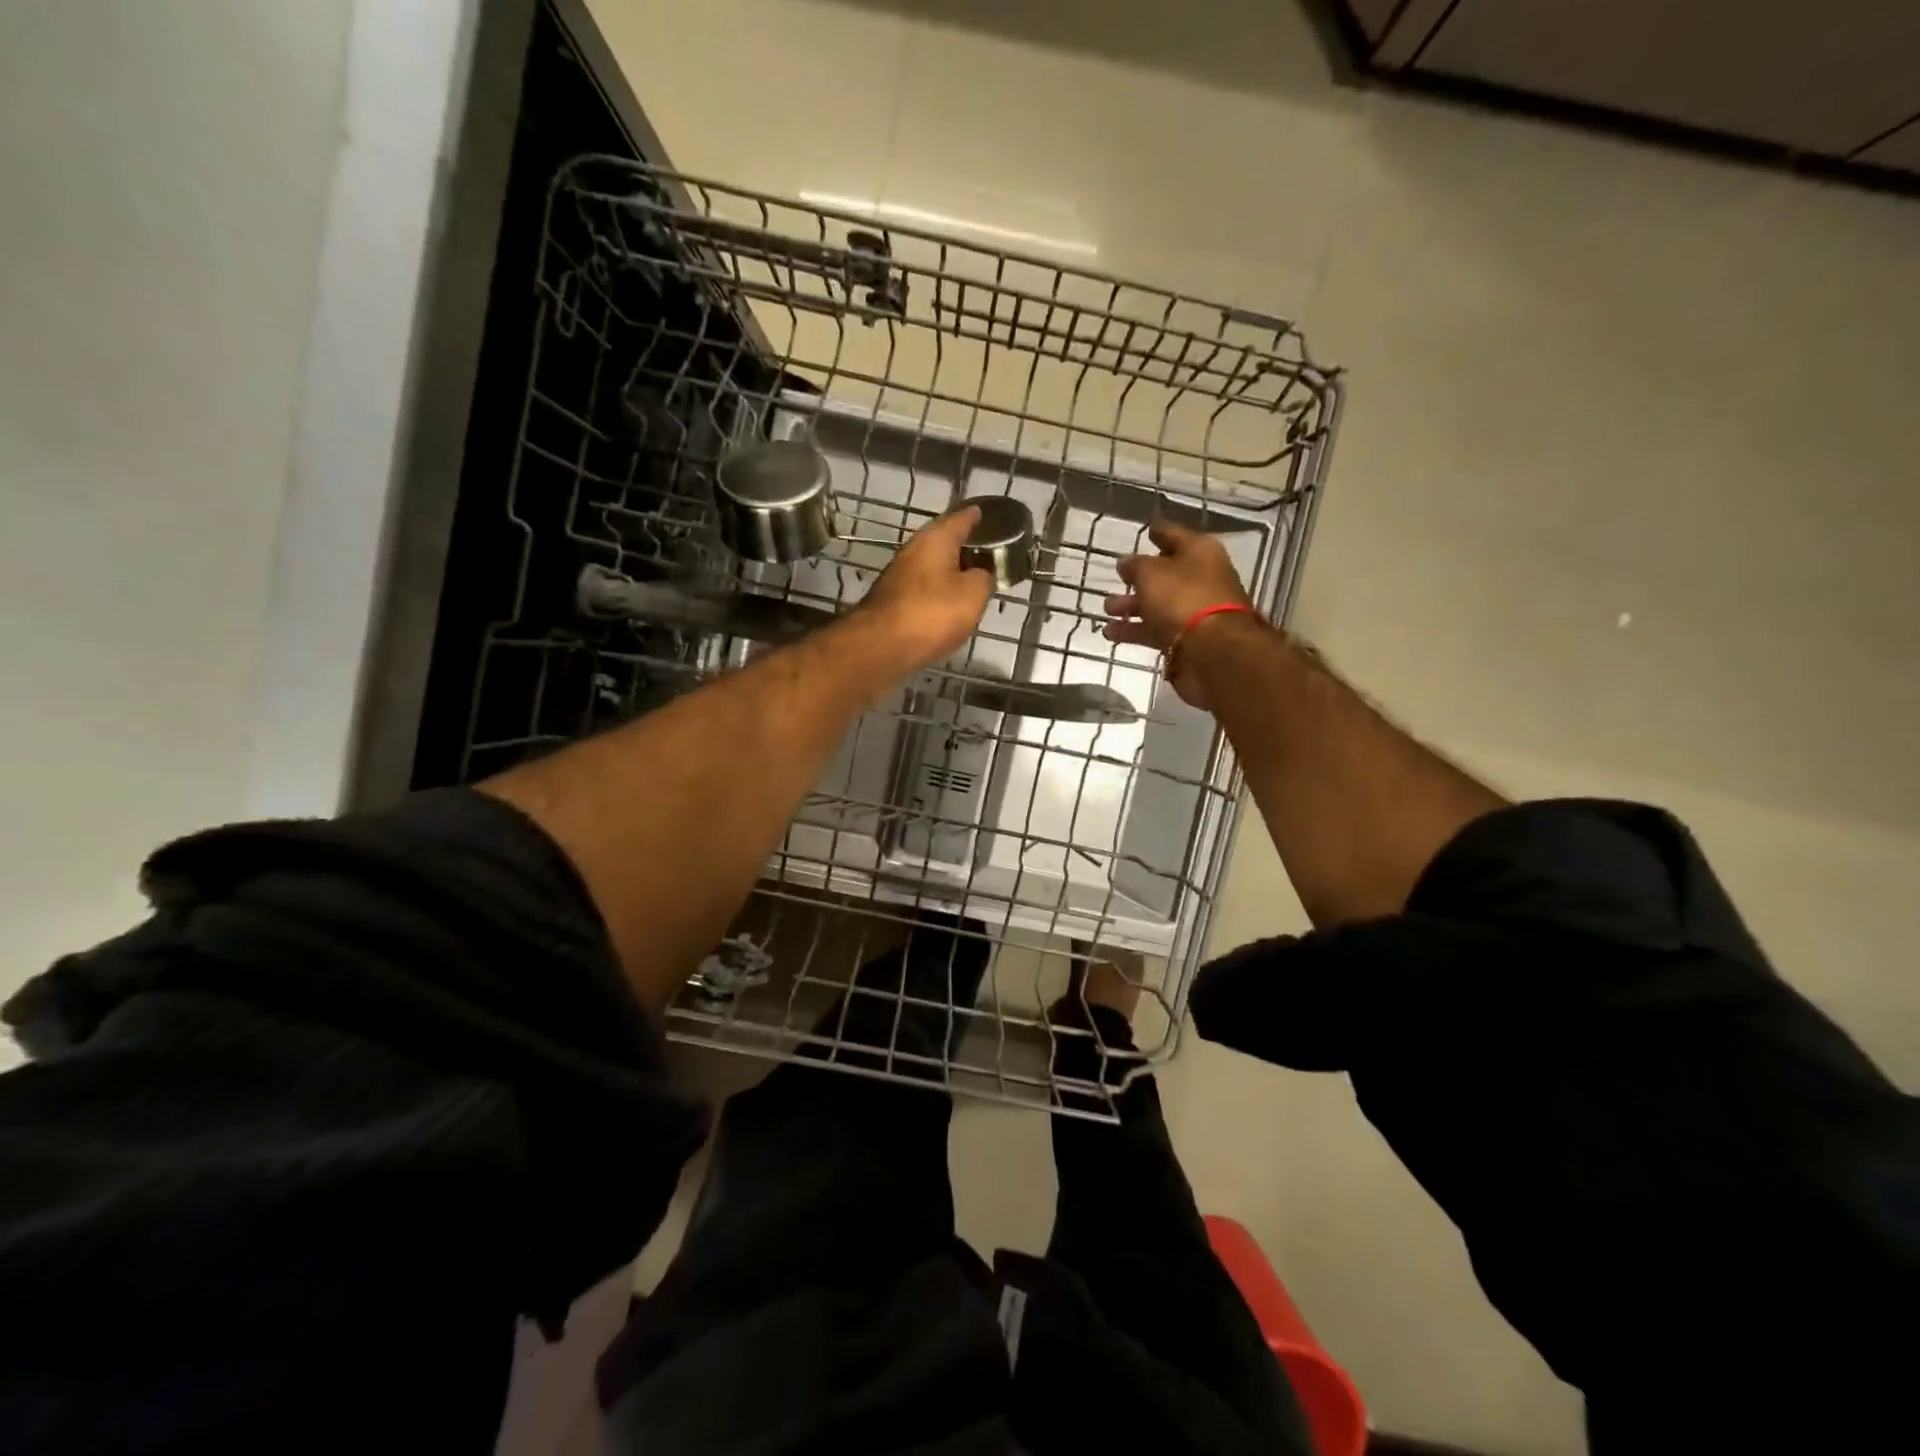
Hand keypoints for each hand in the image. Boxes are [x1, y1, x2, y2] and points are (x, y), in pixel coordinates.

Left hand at [854, 505, 993, 675]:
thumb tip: (981, 574)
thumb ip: (983, 579)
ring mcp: (898, 576)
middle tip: (985, 550)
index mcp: (935, 539)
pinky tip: (948, 603)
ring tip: (971, 578)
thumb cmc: (932, 613)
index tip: (984, 513)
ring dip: (949, 570)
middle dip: (962, 545)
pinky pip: (922, 590)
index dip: (975, 516)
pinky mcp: (892, 602)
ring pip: (931, 566)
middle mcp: (913, 550)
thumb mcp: (973, 594)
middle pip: (942, 542)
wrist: (881, 646)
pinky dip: (937, 592)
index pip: (960, 518)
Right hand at [1103, 518, 1253, 706]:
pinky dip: (1136, 631)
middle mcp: (1202, 578)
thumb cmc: (1182, 598)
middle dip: (1139, 578)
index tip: (1146, 530)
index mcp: (1199, 552)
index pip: (1174, 535)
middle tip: (1116, 579)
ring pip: (1159, 604)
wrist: (1213, 650)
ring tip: (1107, 610)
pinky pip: (1157, 630)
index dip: (1159, 533)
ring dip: (1132, 607)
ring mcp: (1196, 611)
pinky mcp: (1188, 640)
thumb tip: (1126, 563)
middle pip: (1166, 575)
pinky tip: (1111, 633)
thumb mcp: (1151, 573)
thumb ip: (1135, 566)